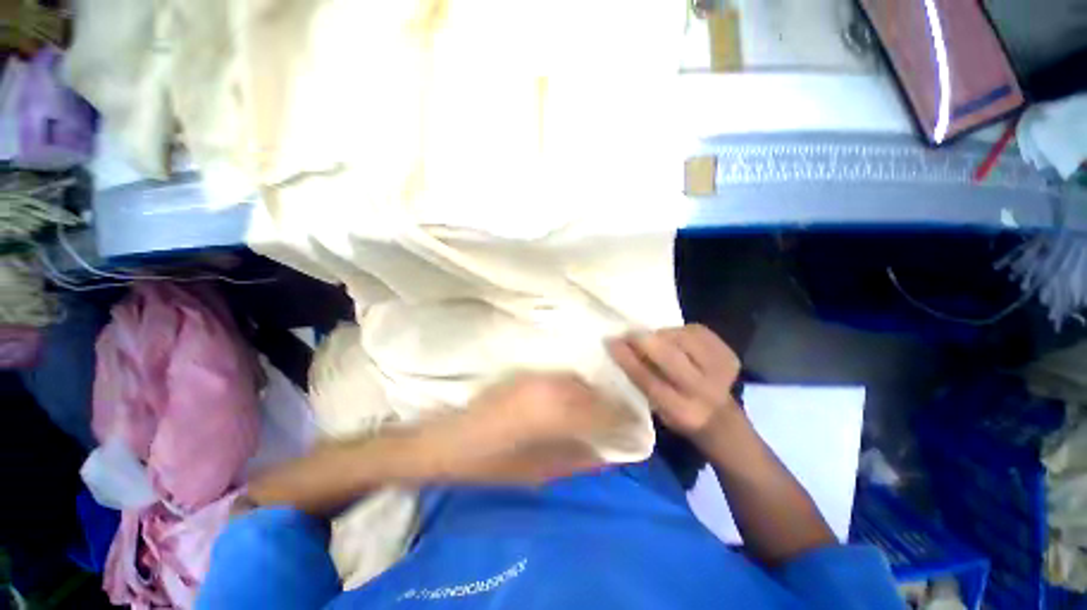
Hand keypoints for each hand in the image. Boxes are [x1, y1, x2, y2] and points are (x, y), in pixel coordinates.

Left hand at [450, 372, 620, 484]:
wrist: (446, 439)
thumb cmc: (489, 464)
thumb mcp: (537, 472)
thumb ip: (576, 460)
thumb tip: (608, 455)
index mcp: (557, 414)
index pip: (605, 412)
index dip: (623, 420)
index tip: (635, 427)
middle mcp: (552, 387)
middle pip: (594, 393)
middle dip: (609, 407)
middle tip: (617, 421)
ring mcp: (538, 377)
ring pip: (578, 383)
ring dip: (590, 397)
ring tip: (594, 413)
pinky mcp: (527, 374)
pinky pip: (562, 379)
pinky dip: (573, 390)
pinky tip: (569, 403)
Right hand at [607, 324, 740, 438]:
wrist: (719, 415)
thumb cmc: (676, 408)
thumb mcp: (654, 405)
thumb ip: (640, 378)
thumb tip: (620, 346)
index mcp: (681, 410)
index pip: (648, 380)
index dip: (628, 359)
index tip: (611, 342)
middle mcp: (704, 392)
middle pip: (670, 357)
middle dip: (646, 341)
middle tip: (630, 334)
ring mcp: (721, 371)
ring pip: (683, 338)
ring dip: (663, 335)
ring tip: (656, 340)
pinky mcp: (729, 354)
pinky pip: (696, 331)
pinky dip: (680, 331)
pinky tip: (676, 340)